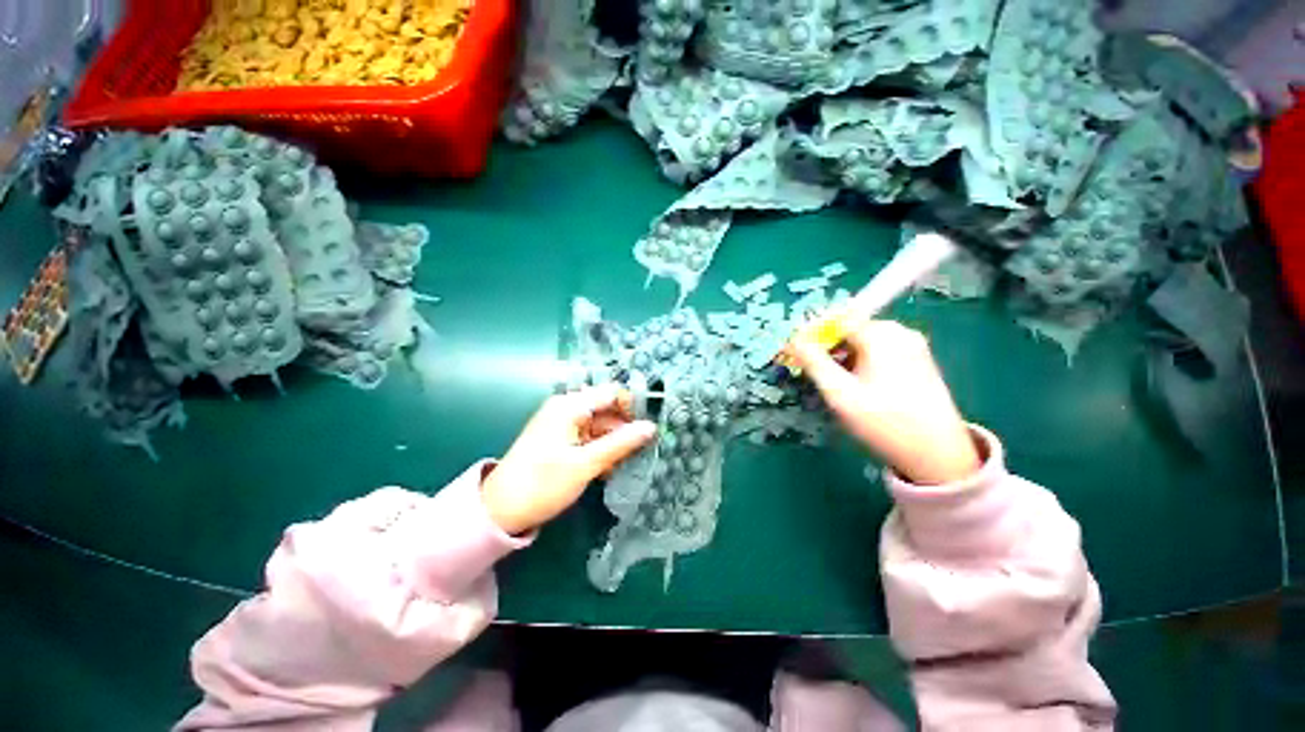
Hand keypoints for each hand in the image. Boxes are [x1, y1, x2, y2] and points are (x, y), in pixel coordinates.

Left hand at [482, 385, 657, 534]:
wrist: (503, 508)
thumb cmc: (544, 483)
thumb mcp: (586, 464)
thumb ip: (620, 444)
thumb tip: (651, 427)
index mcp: (569, 406)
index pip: (612, 393)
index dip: (635, 407)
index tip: (659, 427)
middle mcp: (565, 411)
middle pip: (606, 410)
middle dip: (628, 428)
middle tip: (652, 450)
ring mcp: (560, 429)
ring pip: (599, 429)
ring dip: (616, 444)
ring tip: (636, 463)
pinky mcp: (558, 447)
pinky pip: (587, 442)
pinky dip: (601, 453)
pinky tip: (613, 471)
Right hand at [788, 321, 980, 484]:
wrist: (937, 452)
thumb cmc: (886, 423)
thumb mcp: (842, 397)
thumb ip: (815, 364)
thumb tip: (794, 340)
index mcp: (880, 332)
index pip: (839, 320)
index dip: (818, 336)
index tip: (804, 360)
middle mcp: (901, 330)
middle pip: (858, 331)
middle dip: (838, 351)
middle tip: (828, 384)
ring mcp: (917, 346)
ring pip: (874, 344)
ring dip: (857, 361)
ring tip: (852, 395)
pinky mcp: (926, 363)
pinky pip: (891, 355)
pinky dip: (876, 368)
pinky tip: (876, 397)